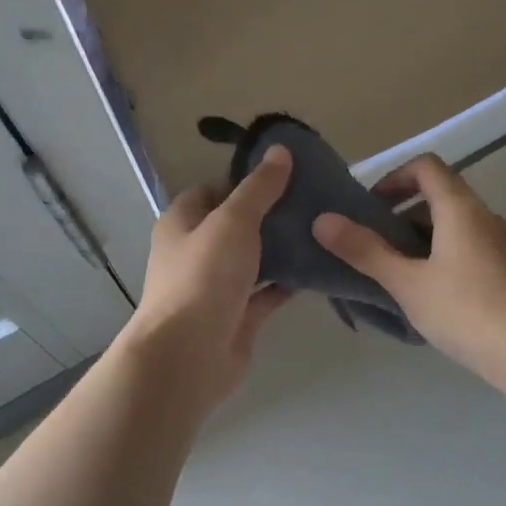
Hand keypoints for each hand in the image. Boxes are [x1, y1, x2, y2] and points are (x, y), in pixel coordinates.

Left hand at [120, 147, 293, 408]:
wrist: (190, 355)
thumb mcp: (233, 221)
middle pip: (237, 226)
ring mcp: (217, 288)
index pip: (214, 190)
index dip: (246, 180)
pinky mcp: (238, 317)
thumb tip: (280, 151)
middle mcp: (196, 253)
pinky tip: (317, 270)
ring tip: (322, 231)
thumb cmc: (203, 278)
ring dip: (282, 250)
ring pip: (254, 261)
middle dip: (271, 215)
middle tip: (313, 202)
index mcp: (183, 223)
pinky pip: (266, 293)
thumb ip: (258, 188)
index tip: (287, 175)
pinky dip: (287, 283)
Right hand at [311, 154, 505, 391]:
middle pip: (440, 196)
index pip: (426, 167)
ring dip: (420, 240)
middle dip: (401, 214)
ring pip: (454, 227)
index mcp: (461, 208)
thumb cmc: (466, 311)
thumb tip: (322, 221)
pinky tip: (428, 298)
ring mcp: (501, 246)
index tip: (368, 207)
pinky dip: (441, 259)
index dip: (393, 177)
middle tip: (373, 246)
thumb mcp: (407, 283)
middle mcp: (485, 217)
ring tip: (395, 276)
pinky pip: (468, 251)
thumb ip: (365, 251)